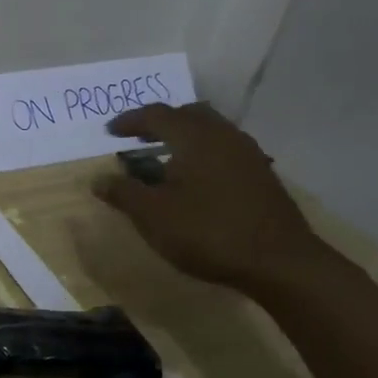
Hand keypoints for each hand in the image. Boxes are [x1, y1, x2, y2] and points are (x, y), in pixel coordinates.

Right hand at [96, 102, 324, 295]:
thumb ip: (123, 193)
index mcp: (195, 137)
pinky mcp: (261, 175)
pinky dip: (203, 153)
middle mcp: (223, 136)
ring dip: (185, 137)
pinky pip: (225, 149)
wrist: (279, 262)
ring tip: (165, 157)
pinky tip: (196, 179)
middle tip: (139, 138)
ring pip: (211, 131)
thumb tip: (98, 179)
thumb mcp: (153, 215)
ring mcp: (248, 154)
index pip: (157, 115)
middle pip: (189, 114)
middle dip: (161, 122)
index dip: (131, 121)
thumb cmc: (207, 232)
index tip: (110, 131)